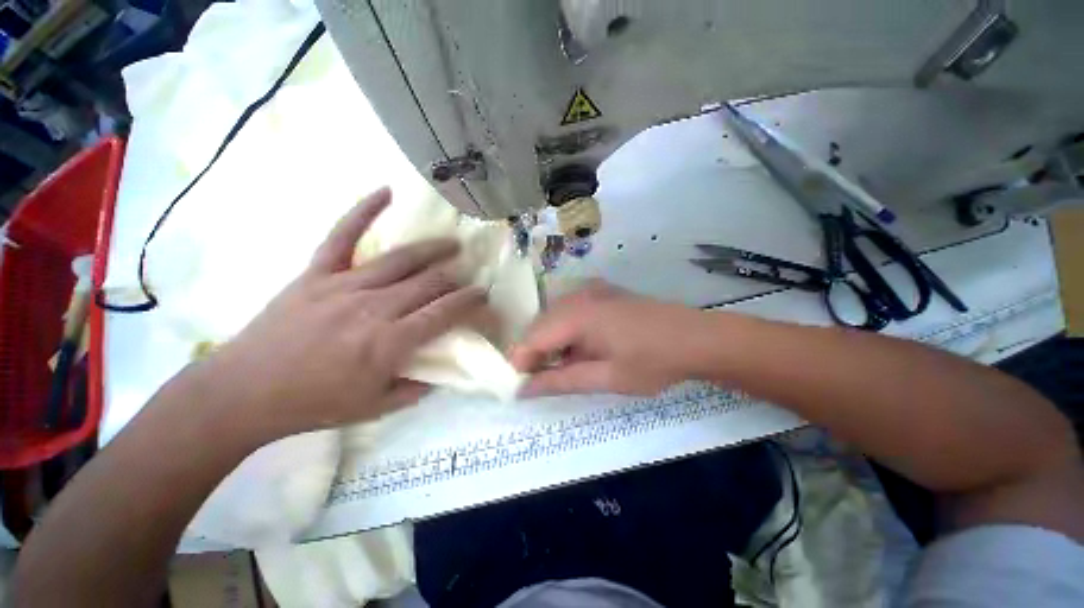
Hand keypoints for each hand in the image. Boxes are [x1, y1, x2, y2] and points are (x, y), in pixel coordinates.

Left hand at [199, 187, 485, 439]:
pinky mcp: (317, 271)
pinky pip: (344, 233)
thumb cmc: (313, 404)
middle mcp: (373, 307)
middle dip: (454, 277)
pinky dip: (365, 209)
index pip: (443, 315)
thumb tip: (437, 375)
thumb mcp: (369, 410)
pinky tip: (386, 191)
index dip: (470, 304)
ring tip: (451, 243)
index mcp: (388, 344)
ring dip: (430, 249)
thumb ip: (409, 391)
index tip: (484, 299)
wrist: (256, 386)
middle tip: (468, 274)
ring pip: (398, 258)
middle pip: (426, 282)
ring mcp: (344, 283)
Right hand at [511, 281, 704, 396]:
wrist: (698, 339)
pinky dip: (569, 334)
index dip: (521, 363)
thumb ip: (561, 382)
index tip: (520, 388)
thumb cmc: (654, 362)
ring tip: (563, 373)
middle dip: (535, 354)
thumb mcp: (607, 378)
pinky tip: (582, 354)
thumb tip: (524, 390)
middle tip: (540, 385)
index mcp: (577, 314)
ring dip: (552, 344)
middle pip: (541, 324)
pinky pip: (574, 312)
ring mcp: (595, 291)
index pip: (532, 337)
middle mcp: (580, 295)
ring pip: (556, 318)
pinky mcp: (608, 294)